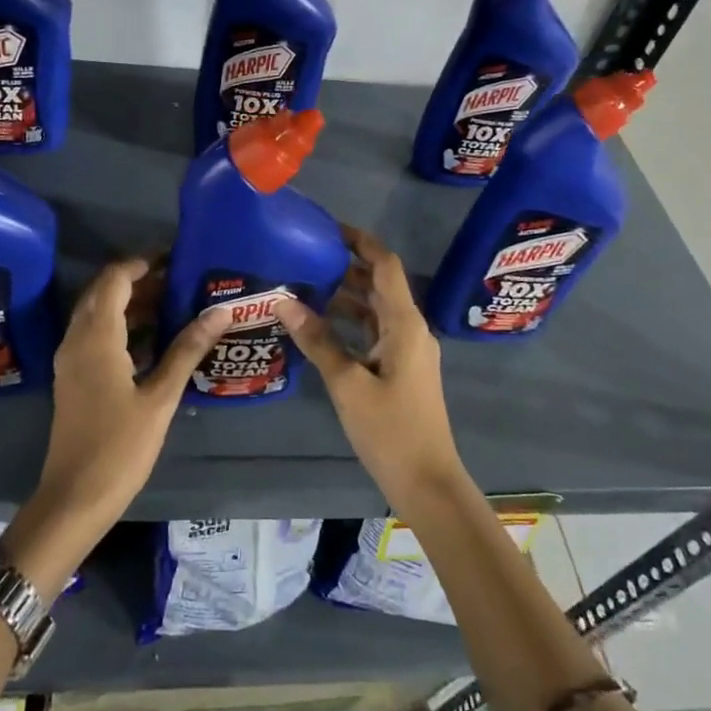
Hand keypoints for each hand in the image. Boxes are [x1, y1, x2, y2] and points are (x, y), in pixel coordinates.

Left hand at [30, 258, 232, 544]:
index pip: (115, 279)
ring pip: (98, 314)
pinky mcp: (74, 377)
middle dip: (140, 281)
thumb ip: (187, 349)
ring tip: (175, 303)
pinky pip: (95, 335)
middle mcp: (77, 339)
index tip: (175, 257)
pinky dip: (122, 326)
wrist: (74, 497)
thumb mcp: (160, 397)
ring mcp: (71, 359)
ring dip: (131, 303)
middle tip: (180, 279)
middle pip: (104, 292)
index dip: (143, 263)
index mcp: (96, 337)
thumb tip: (219, 310)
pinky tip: (155, 339)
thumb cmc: (120, 447)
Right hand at [275, 227, 467, 519]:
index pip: (385, 266)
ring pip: (375, 309)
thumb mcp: (347, 384)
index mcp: (405, 324)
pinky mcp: (401, 369)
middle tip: (305, 255)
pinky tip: (320, 325)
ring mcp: (408, 350)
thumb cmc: (390, 431)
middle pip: (379, 284)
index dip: (360, 241)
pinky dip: (350, 322)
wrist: (427, 482)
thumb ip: (317, 340)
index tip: (327, 228)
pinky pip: (374, 331)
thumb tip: (283, 301)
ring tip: (305, 284)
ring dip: (346, 294)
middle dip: (346, 265)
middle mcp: (410, 329)